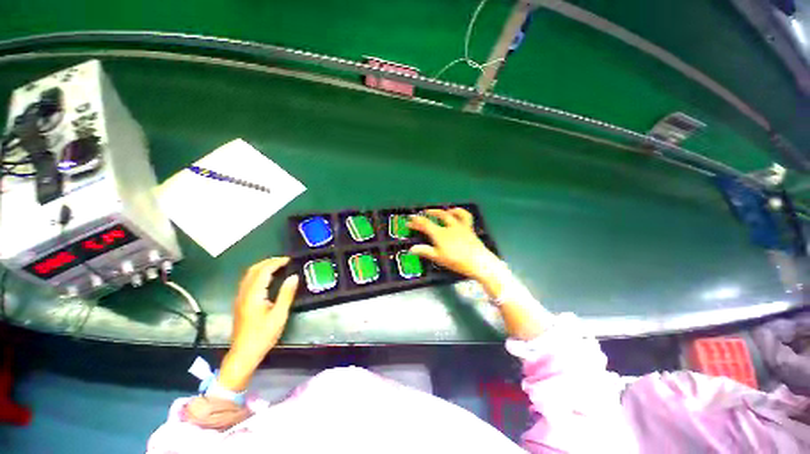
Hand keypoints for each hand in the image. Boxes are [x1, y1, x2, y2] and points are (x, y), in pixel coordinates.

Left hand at [219, 257, 298, 390]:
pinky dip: (258, 274)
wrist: (243, 354)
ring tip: (277, 266)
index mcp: (253, 294)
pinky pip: (247, 282)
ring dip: (262, 267)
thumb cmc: (263, 335)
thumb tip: (294, 277)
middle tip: (284, 260)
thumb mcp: (279, 315)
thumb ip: (286, 294)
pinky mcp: (240, 303)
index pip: (263, 271)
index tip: (289, 260)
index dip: (276, 262)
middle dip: (268, 262)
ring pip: (248, 275)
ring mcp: (240, 298)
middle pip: (253, 270)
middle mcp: (244, 293)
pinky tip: (267, 279)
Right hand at [407, 208, 504, 287]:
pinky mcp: (469, 228)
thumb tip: (412, 249)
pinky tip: (455, 211)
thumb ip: (425, 251)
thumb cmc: (457, 261)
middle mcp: (449, 227)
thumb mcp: (438, 258)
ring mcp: (460, 226)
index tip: (409, 221)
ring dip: (442, 211)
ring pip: (451, 214)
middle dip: (427, 214)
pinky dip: (459, 212)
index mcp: (440, 234)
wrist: (478, 262)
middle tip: (421, 215)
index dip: (416, 222)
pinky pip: (465, 216)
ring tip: (437, 211)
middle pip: (437, 216)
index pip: (425, 224)